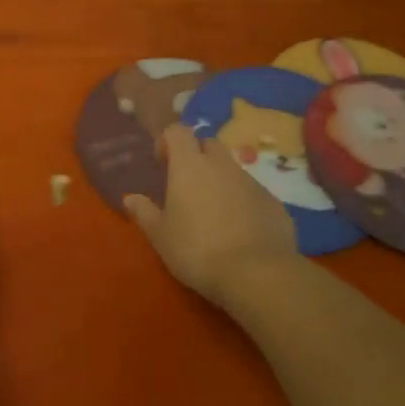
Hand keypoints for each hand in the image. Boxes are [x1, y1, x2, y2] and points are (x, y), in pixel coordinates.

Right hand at [125, 124, 297, 303]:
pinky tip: (239, 230)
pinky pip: (253, 193)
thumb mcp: (160, 236)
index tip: (161, 164)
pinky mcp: (274, 203)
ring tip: (213, 212)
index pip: (178, 131)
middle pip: (208, 144)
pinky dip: (243, 202)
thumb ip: (144, 213)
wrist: (257, 274)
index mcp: (189, 165)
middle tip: (187, 185)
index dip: (167, 141)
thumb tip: (130, 198)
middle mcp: (222, 165)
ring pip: (232, 169)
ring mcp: (252, 182)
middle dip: (196, 156)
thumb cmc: (197, 250)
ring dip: (220, 181)